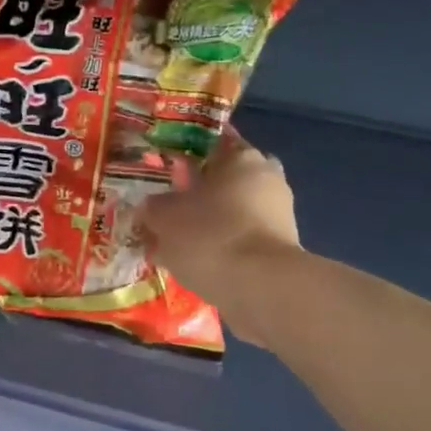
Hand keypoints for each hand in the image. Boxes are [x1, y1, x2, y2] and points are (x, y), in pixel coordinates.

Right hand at [141, 129, 300, 342]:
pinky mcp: (282, 247)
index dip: (185, 157)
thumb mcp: (164, 217)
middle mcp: (267, 176)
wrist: (260, 287)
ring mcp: (280, 213)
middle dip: (200, 192)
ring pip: (235, 210)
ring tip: (179, 242)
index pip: (210, 144)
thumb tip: (149, 207)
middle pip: (225, 179)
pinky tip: (200, 261)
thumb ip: (153, 207)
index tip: (166, 172)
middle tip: (171, 208)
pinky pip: (243, 238)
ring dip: (212, 221)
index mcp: (241, 156)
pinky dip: (224, 245)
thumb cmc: (210, 235)